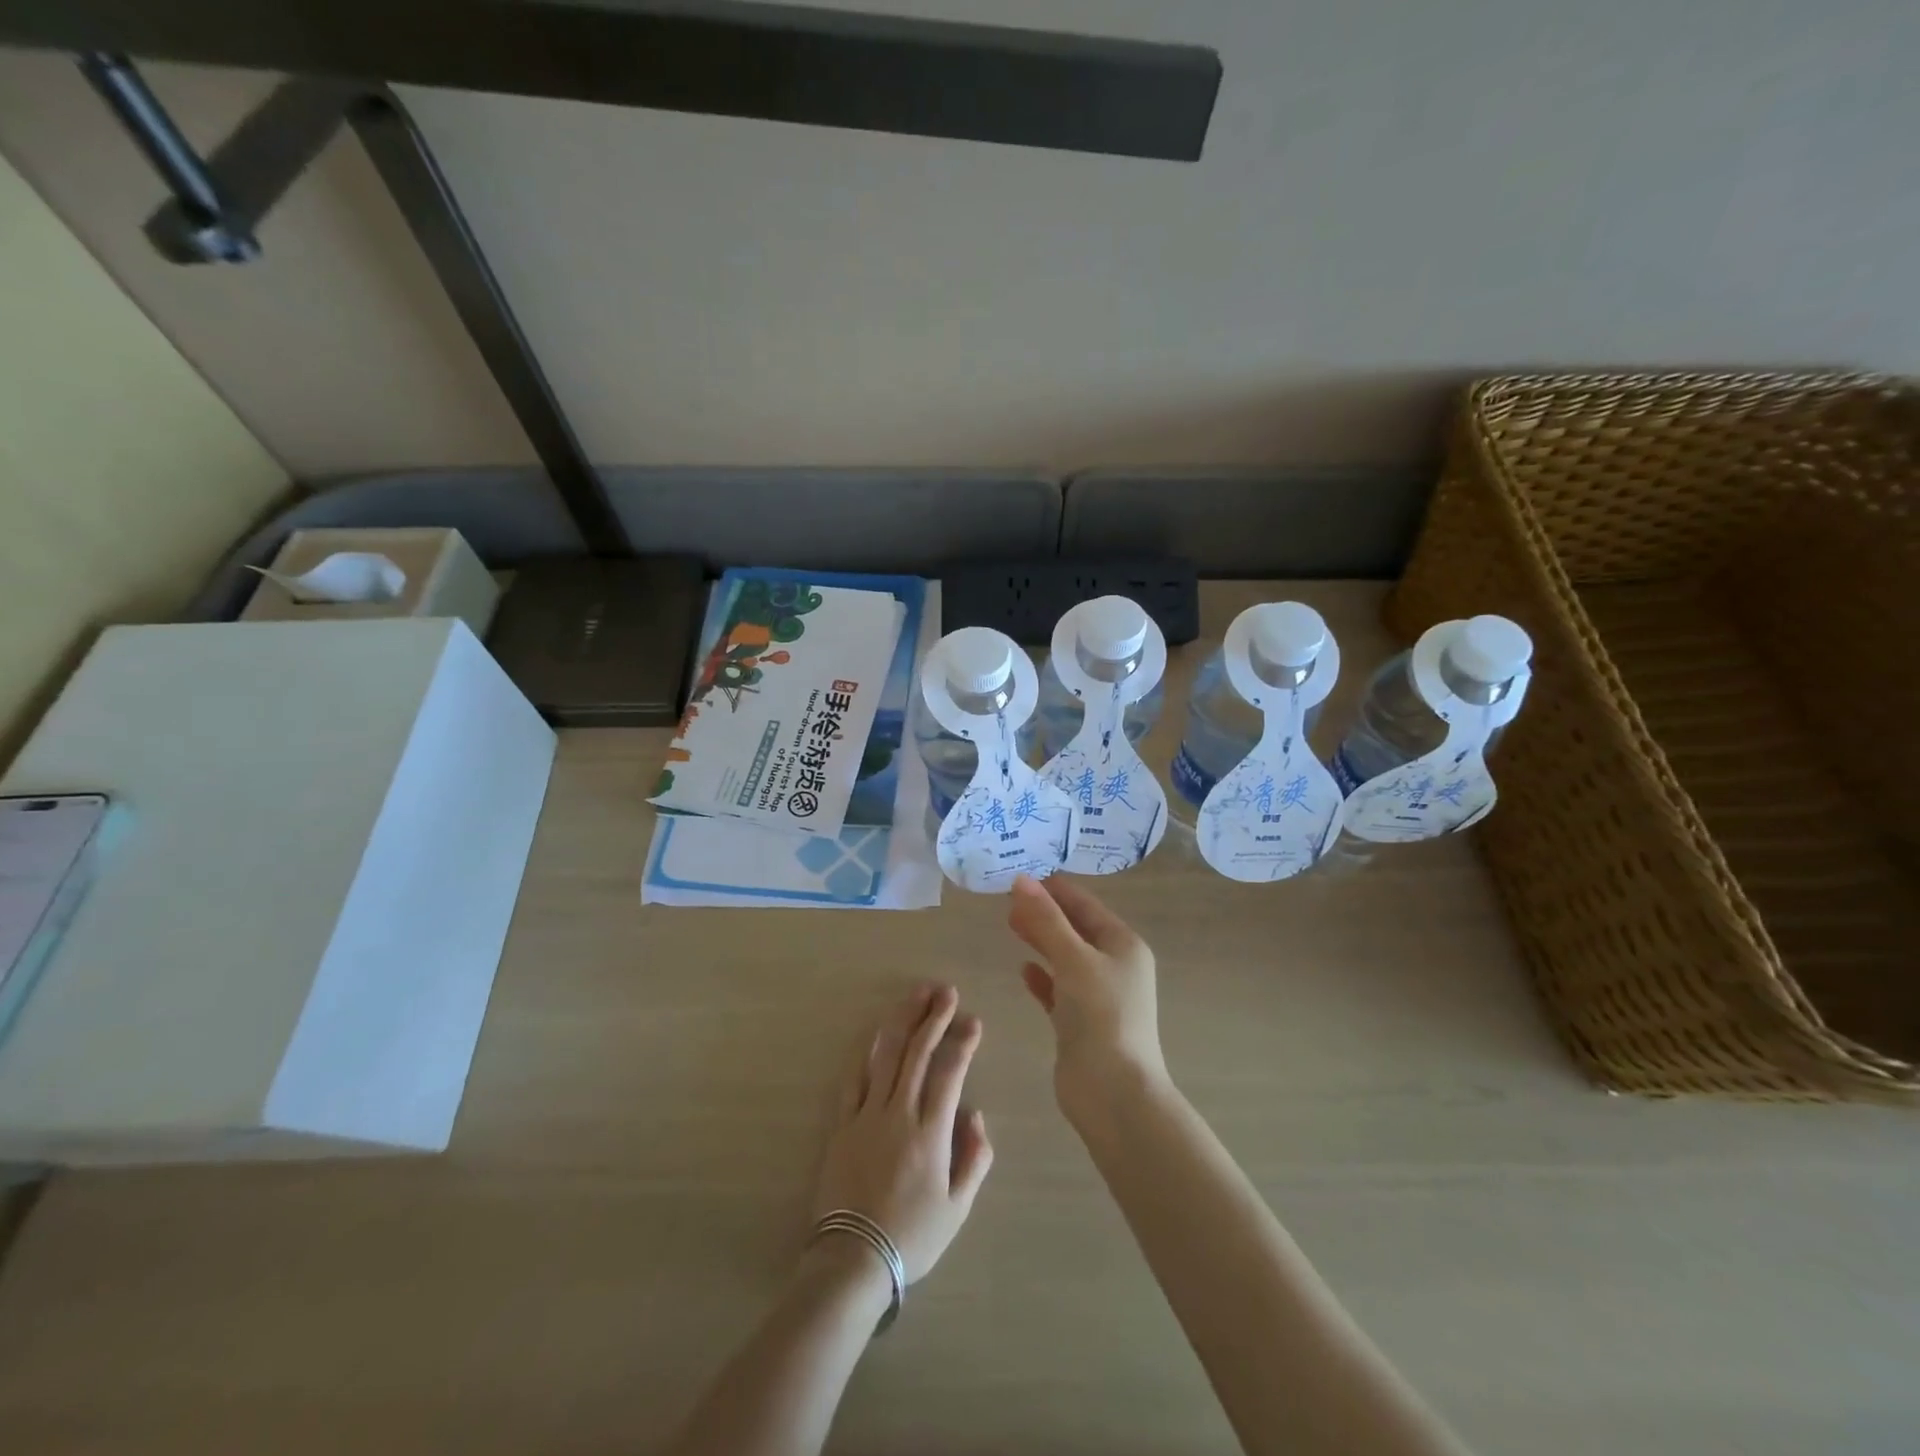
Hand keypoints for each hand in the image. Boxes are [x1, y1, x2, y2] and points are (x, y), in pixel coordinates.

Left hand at [813, 985, 993, 1283]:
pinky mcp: (842, 1124)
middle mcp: (899, 1113)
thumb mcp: (958, 1208)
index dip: (962, 1042)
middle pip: (918, 1053)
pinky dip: (869, 1052)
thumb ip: (974, 1159)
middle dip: (933, 1017)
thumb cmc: (912, 1236)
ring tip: (916, 995)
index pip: (950, 1072)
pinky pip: (855, 1078)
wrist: (852, 1260)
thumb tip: (976, 1115)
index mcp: (931, 1132)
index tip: (973, 1020)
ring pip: (887, 1056)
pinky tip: (878, 1034)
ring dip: (903, 1021)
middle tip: (946, 991)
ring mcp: (867, 1115)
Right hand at [1008, 874, 1166, 1116]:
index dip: (1055, 889)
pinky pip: (1059, 989)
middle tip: (1008, 898)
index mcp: (1123, 944)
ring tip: (1010, 923)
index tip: (1021, 875)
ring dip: (1041, 940)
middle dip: (1044, 912)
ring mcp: (1098, 996)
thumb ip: (1046, 919)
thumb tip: (1021, 880)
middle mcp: (1114, 965)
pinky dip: (1043, 977)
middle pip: (1075, 929)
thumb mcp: (1073, 959)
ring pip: (1065, 957)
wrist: (1113, 1092)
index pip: (1085, 905)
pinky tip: (1023, 970)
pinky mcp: (1081, 1022)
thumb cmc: (1101, 1015)